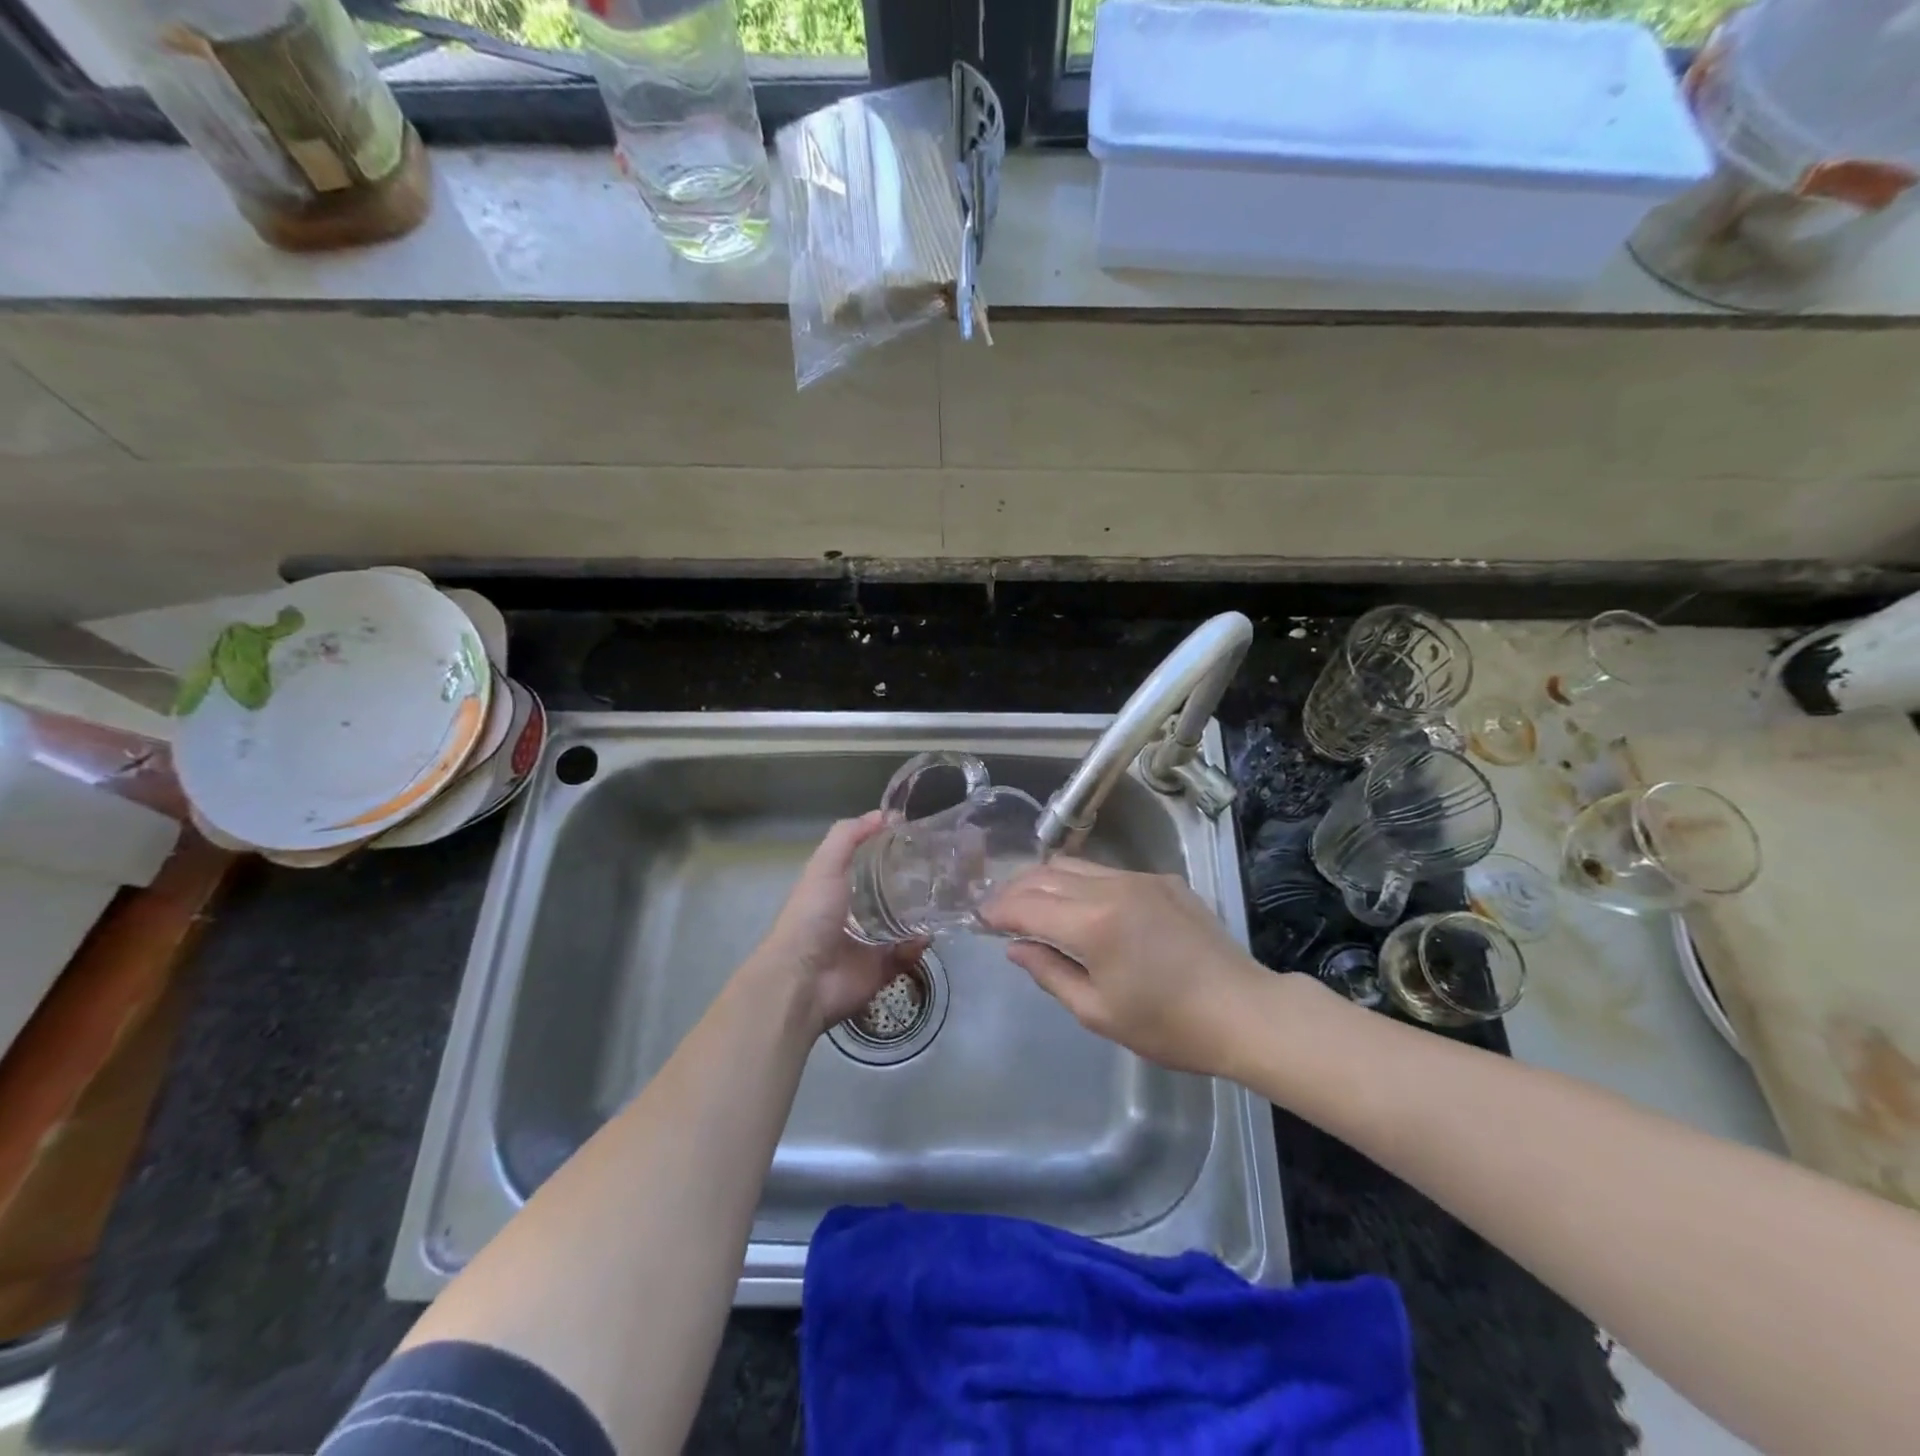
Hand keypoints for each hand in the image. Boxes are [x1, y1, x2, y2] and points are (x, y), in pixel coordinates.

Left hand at [748, 813, 927, 1036]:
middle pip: (890, 892)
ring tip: (943, 898)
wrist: (803, 979)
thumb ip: (849, 836)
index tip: (919, 837)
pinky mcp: (882, 969)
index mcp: (838, 887)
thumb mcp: (825, 865)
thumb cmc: (811, 915)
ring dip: (921, 914)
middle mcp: (854, 912)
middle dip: (913, 882)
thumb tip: (887, 815)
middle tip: (940, 868)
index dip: (891, 849)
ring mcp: (869, 942)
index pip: (869, 862)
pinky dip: (918, 945)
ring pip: (904, 923)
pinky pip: (908, 954)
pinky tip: (926, 933)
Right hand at [982, 858, 1268, 1076]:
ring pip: (1076, 866)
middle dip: (1015, 889)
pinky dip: (1082, 883)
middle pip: (1046, 874)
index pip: (1027, 906)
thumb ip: (1050, 973)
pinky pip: (1108, 872)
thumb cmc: (1168, 1025)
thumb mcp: (1098, 1012)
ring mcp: (1140, 878)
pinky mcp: (1163, 880)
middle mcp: (1111, 888)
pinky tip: (1083, 905)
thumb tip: (1016, 947)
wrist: (1244, 1011)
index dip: (998, 910)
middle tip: (998, 909)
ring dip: (1046, 880)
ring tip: (1032, 902)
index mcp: (1092, 924)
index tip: (980, 918)